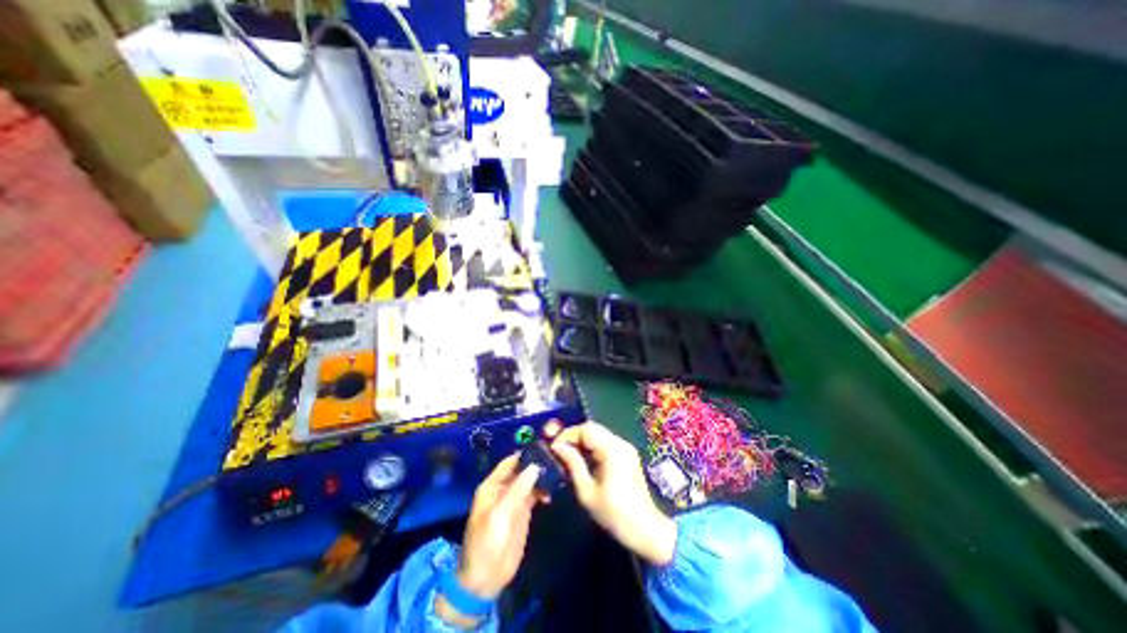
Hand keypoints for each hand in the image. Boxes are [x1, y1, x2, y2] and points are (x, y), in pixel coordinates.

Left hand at [456, 455, 546, 598]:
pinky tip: (554, 489)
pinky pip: (535, 494)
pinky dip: (544, 490)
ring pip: (530, 480)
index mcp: (492, 486)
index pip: (510, 462)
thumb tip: (535, 466)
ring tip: (559, 472)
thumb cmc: (486, 544)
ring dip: (542, 476)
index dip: (525, 454)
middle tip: (557, 458)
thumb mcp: (499, 515)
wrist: (484, 579)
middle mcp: (504, 488)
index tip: (544, 448)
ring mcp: (514, 499)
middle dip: (537, 464)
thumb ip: (517, 490)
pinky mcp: (523, 511)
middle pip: (522, 469)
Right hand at [548, 423, 670, 565]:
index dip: (568, 434)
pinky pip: (606, 442)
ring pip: (599, 434)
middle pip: (593, 428)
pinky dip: (592, 446)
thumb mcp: (587, 491)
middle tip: (560, 451)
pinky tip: (584, 460)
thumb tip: (557, 447)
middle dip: (574, 436)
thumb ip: (573, 464)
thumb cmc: (614, 513)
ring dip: (582, 441)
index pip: (586, 429)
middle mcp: (620, 443)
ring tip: (569, 456)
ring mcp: (626, 447)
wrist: (646, 529)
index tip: (554, 447)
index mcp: (612, 450)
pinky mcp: (627, 454)